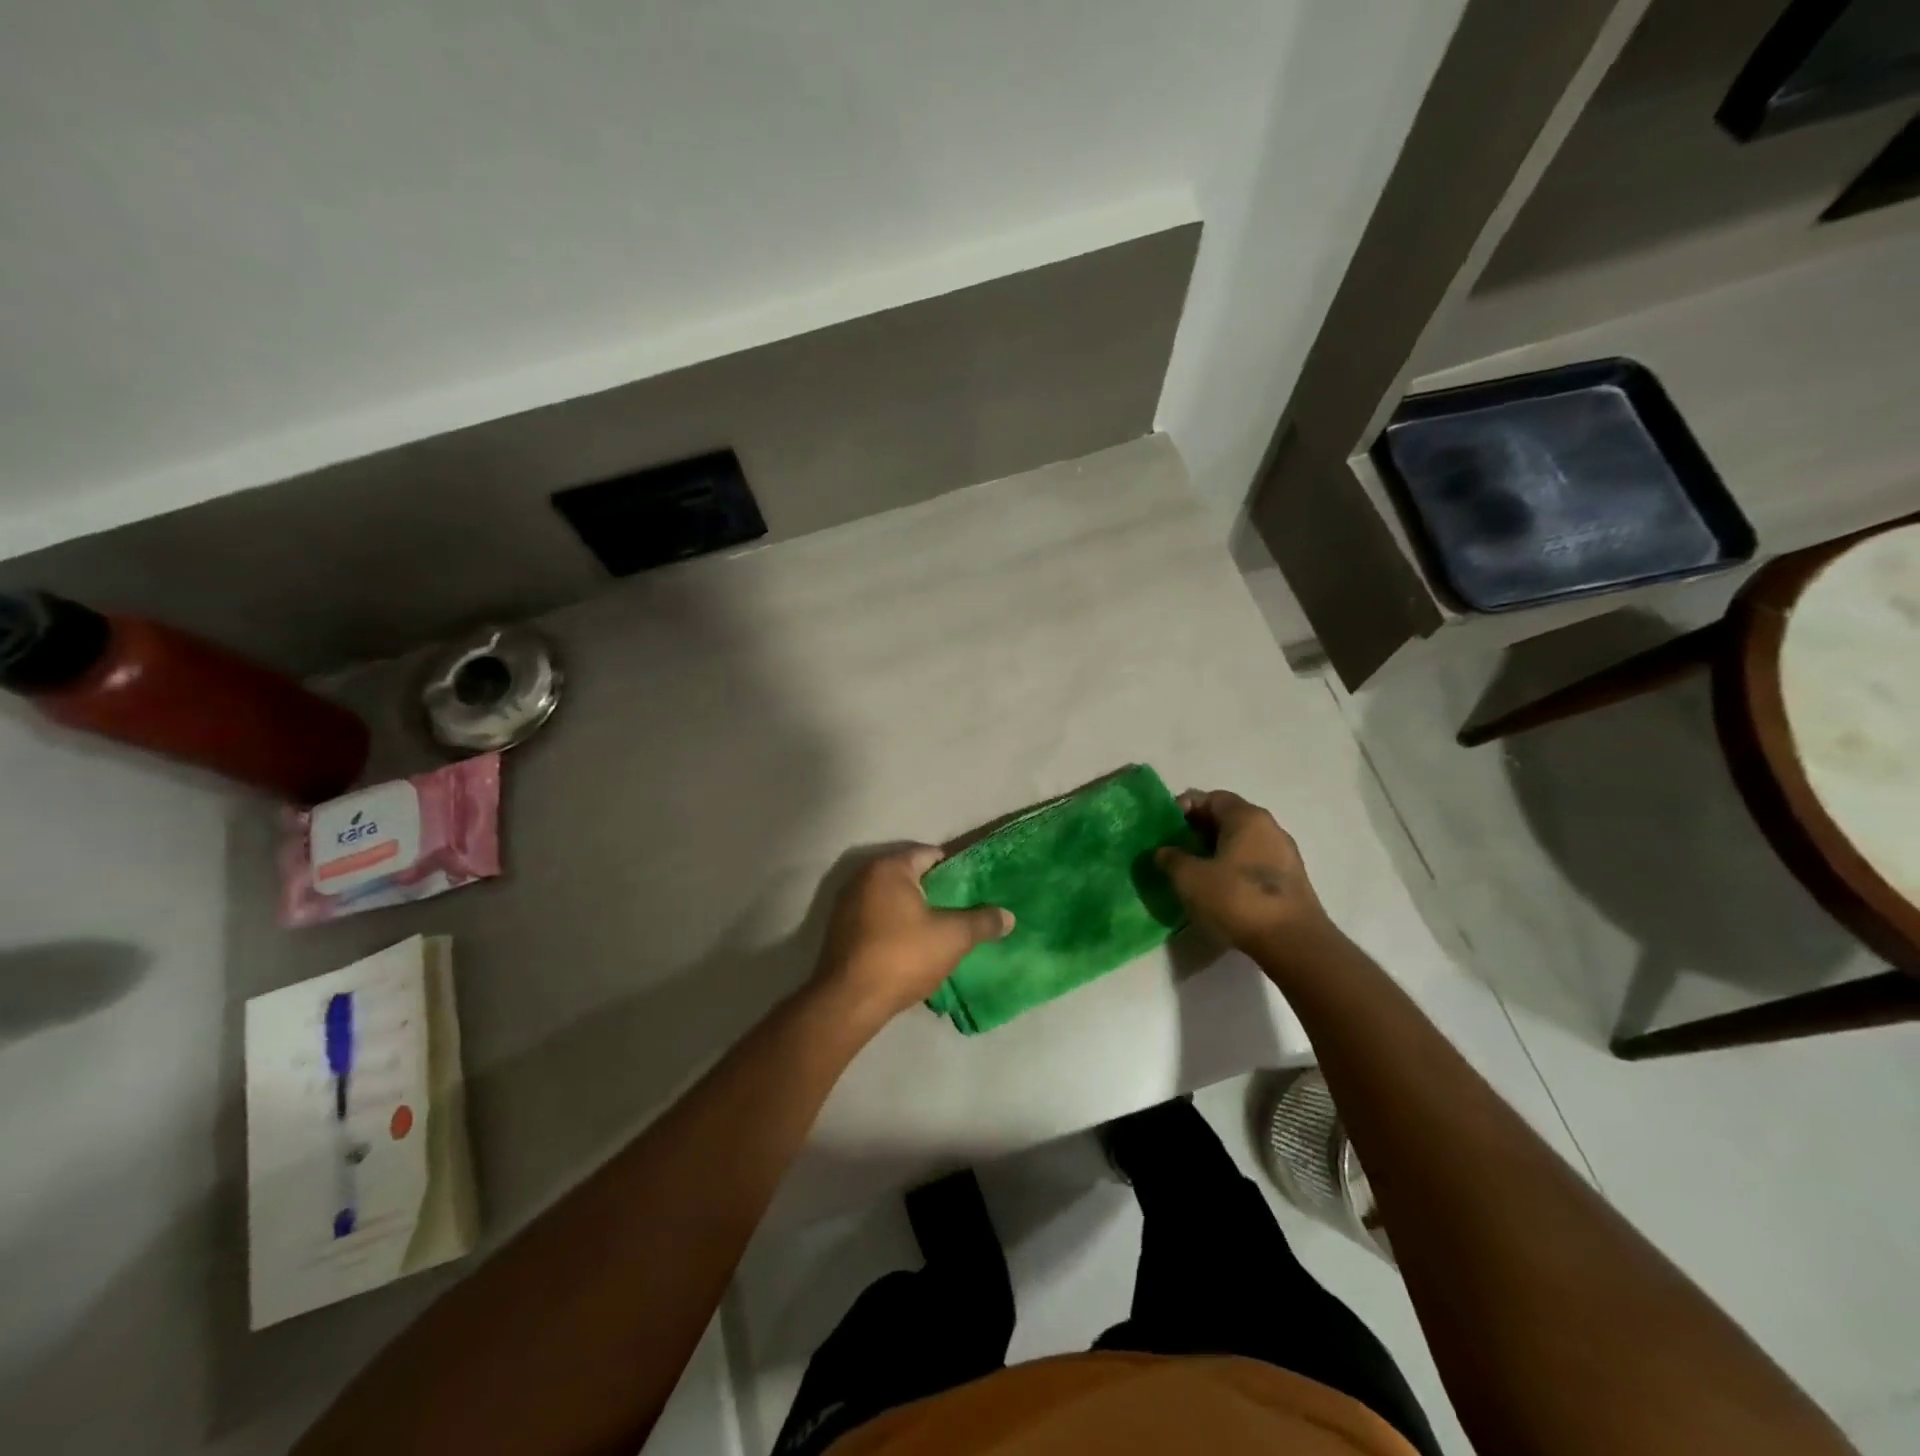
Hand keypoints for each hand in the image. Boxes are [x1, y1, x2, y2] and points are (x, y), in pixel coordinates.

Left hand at [812, 846, 1013, 1025]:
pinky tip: (911, 945)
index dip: (955, 869)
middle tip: (962, 908)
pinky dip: (894, 924)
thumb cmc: (902, 956)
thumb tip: (1008, 916)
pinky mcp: (840, 929)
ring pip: (891, 898)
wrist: (849, 1001)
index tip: (974, 888)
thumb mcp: (952, 938)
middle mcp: (863, 877)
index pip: (930, 854)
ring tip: (941, 928)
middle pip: (909, 875)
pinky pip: (876, 917)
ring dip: (914, 909)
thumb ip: (982, 922)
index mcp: (888, 868)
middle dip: (935, 890)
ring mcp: (847, 903)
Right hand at [1155, 790, 1331, 955]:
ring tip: (1192, 872)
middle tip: (1174, 850)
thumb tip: (1163, 851)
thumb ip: (1171, 858)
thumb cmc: (1238, 899)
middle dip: (1197, 831)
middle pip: (1227, 818)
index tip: (1165, 828)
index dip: (1184, 808)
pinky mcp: (1289, 881)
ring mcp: (1283, 854)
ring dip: (1214, 851)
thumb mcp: (1190, 877)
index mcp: (1247, 817)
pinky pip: (1253, 863)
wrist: (1293, 943)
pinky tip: (1217, 890)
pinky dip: (1232, 868)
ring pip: (1240, 842)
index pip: (1211, 797)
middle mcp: (1269, 827)